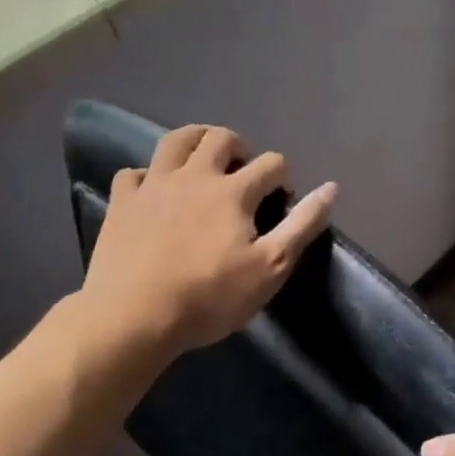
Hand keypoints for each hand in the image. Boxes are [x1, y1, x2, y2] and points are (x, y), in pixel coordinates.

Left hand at [81, 124, 337, 356]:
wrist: (133, 317)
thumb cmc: (209, 297)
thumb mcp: (270, 268)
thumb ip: (302, 225)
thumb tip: (331, 188)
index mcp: (234, 191)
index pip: (271, 163)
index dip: (282, 175)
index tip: (281, 196)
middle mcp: (195, 176)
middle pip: (220, 138)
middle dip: (239, 146)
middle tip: (243, 170)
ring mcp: (154, 185)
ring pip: (175, 141)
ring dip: (195, 141)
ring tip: (203, 158)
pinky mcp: (123, 202)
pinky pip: (134, 173)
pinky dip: (148, 175)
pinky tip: (154, 190)